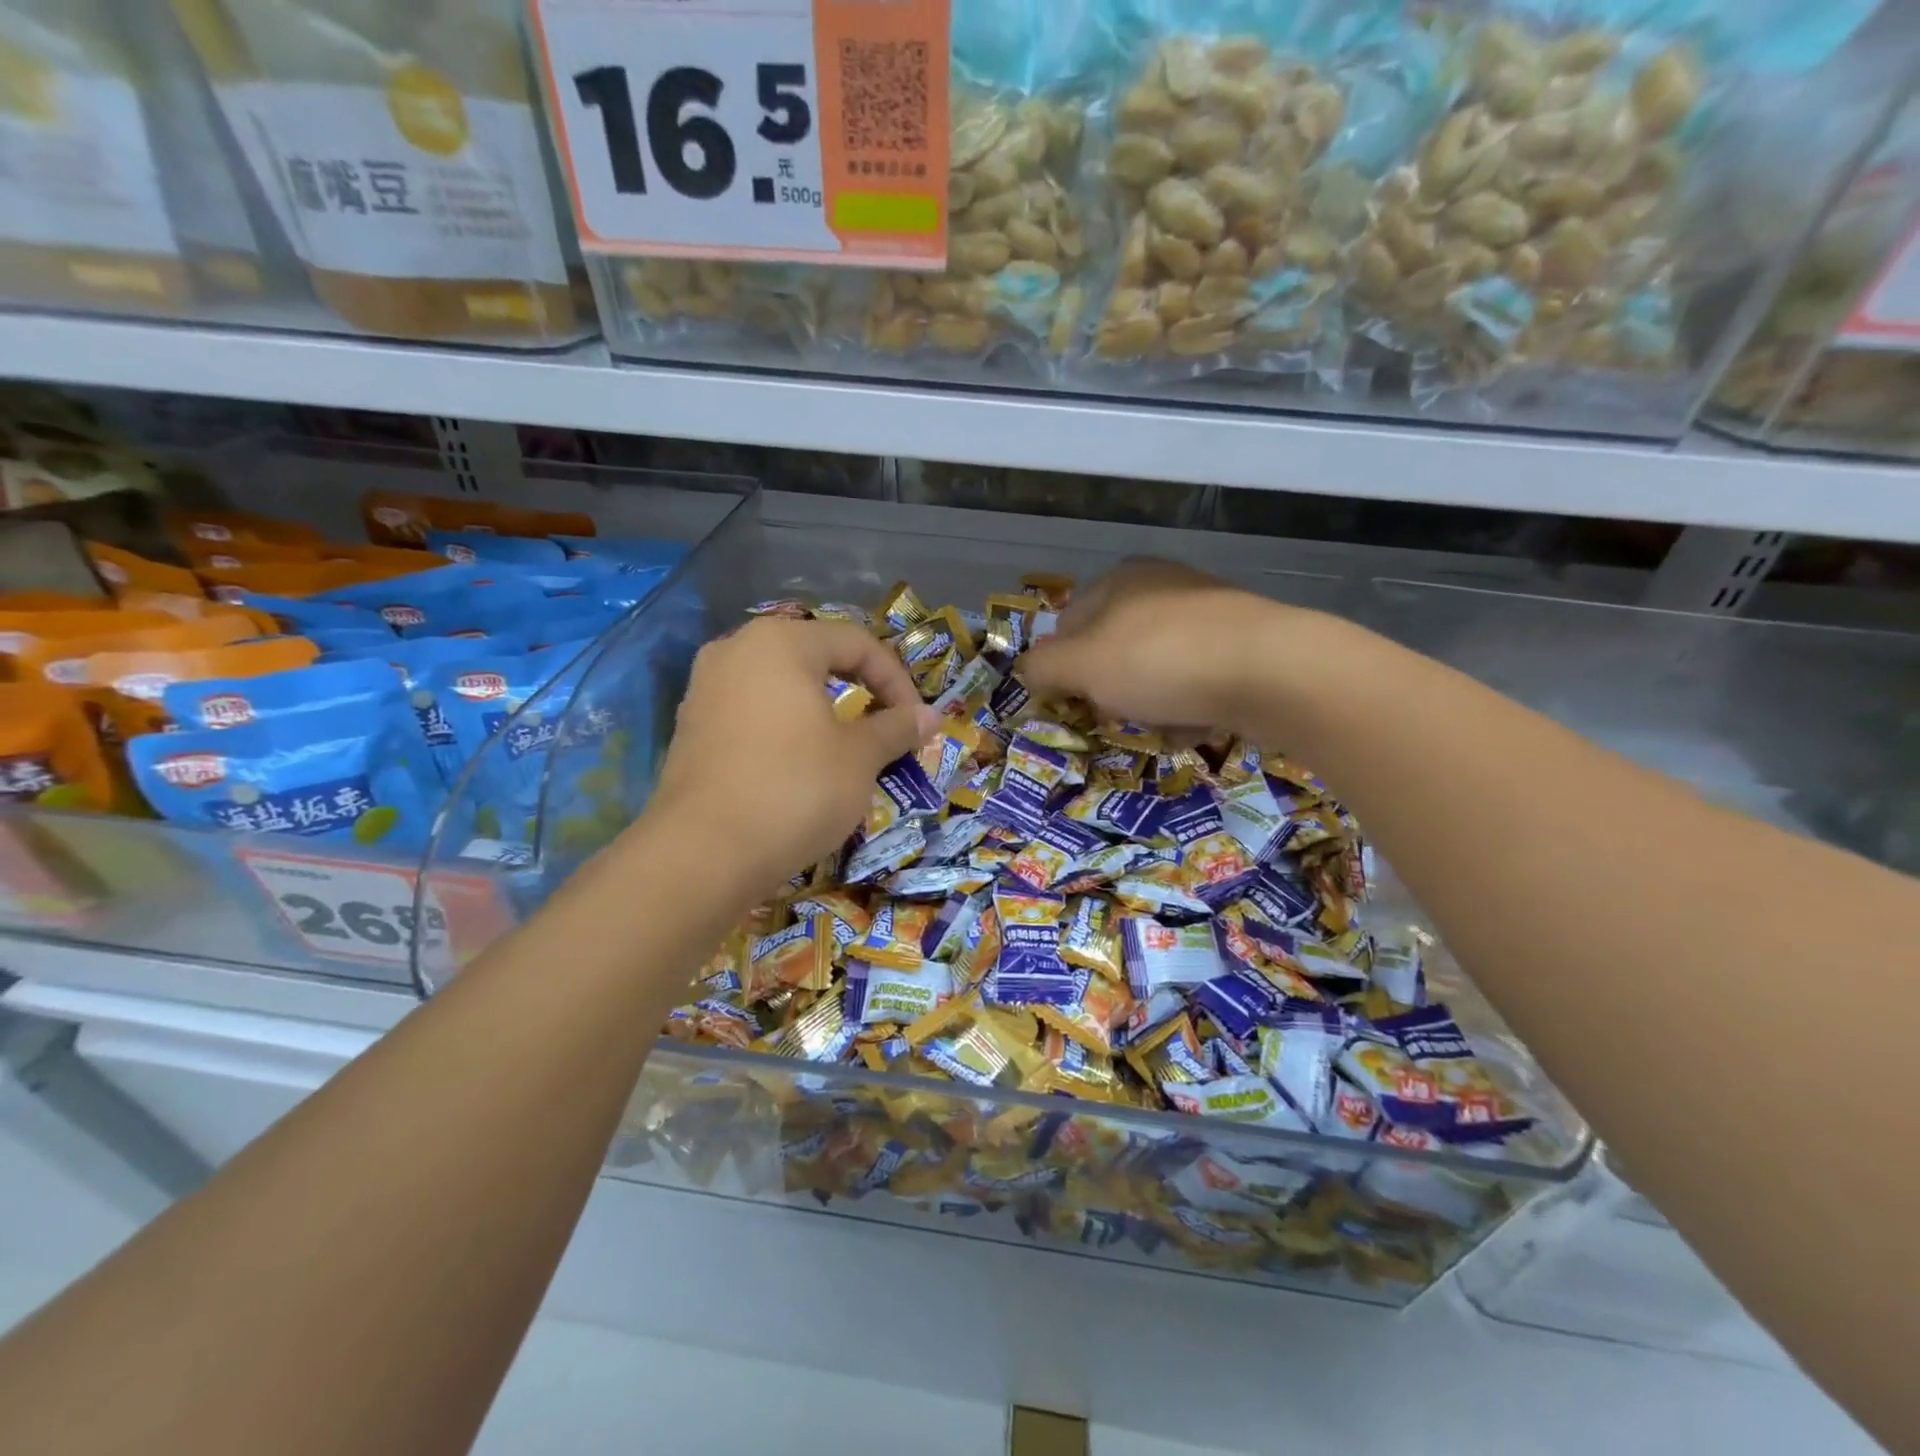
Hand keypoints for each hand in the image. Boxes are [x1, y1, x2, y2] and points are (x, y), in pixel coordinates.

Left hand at [646, 617, 940, 900]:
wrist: (702, 854)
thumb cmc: (794, 790)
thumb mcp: (858, 758)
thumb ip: (895, 728)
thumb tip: (930, 716)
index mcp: (781, 642)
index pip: (857, 643)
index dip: (897, 680)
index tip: (916, 723)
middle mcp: (736, 650)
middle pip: (816, 658)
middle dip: (860, 691)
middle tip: (885, 729)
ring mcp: (705, 688)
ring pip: (781, 686)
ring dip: (823, 711)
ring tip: (846, 748)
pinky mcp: (690, 728)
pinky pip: (752, 712)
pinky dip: (786, 728)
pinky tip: (798, 765)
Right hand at [1021, 559, 1292, 735]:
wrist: (1272, 671)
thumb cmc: (1160, 661)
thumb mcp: (1082, 666)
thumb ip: (1043, 668)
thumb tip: (1032, 672)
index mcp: (1119, 579)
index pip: (1067, 625)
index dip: (1063, 668)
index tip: (1074, 704)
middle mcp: (1162, 586)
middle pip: (1113, 650)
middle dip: (1111, 690)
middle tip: (1119, 717)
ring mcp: (1207, 613)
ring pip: (1155, 669)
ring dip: (1150, 705)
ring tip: (1163, 726)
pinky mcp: (1243, 643)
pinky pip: (1196, 680)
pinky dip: (1189, 706)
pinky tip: (1198, 725)